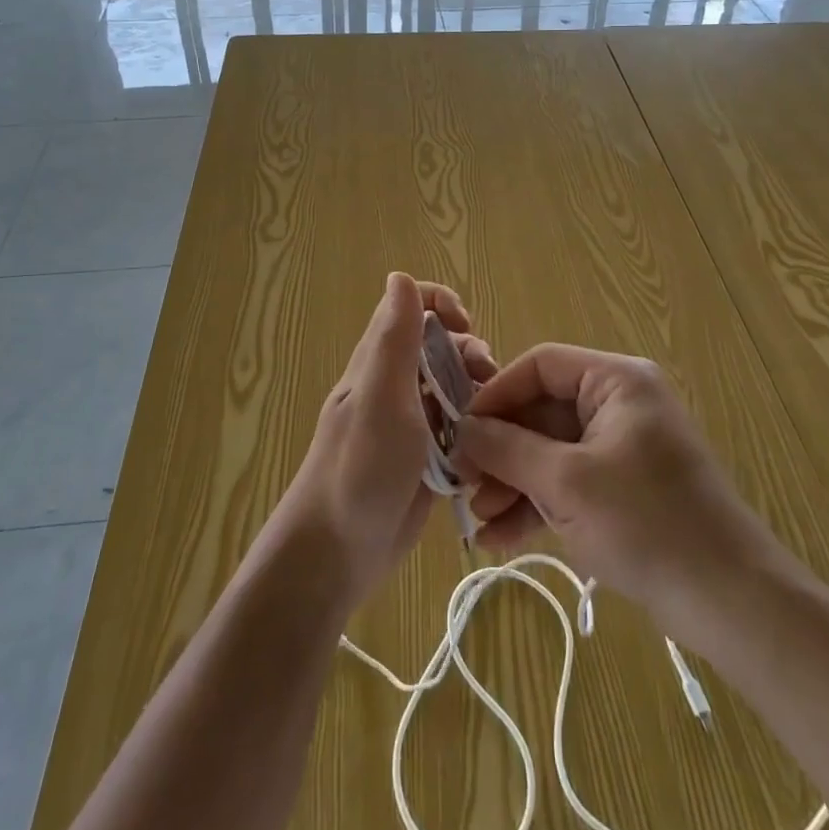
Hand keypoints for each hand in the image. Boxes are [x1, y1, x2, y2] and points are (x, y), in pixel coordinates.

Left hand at [273, 273, 489, 609]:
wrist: (336, 554)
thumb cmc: (358, 469)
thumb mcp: (381, 398)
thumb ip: (394, 339)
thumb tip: (401, 276)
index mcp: (380, 361)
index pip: (412, 306)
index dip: (442, 305)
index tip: (467, 329)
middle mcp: (394, 384)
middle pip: (440, 346)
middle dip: (470, 354)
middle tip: (487, 384)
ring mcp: (408, 422)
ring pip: (451, 388)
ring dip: (477, 394)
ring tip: (492, 421)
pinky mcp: (422, 458)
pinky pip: (455, 429)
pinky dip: (474, 431)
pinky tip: (487, 451)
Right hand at [453, 344, 767, 624]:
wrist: (732, 603)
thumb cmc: (647, 524)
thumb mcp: (566, 483)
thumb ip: (508, 449)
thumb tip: (462, 429)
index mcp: (616, 381)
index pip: (541, 366)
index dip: (496, 394)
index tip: (460, 431)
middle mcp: (619, 403)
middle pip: (542, 412)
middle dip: (501, 451)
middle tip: (461, 484)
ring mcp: (622, 447)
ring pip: (551, 451)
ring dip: (513, 483)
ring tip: (476, 521)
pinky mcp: (624, 488)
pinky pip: (570, 482)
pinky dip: (538, 505)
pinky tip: (499, 539)